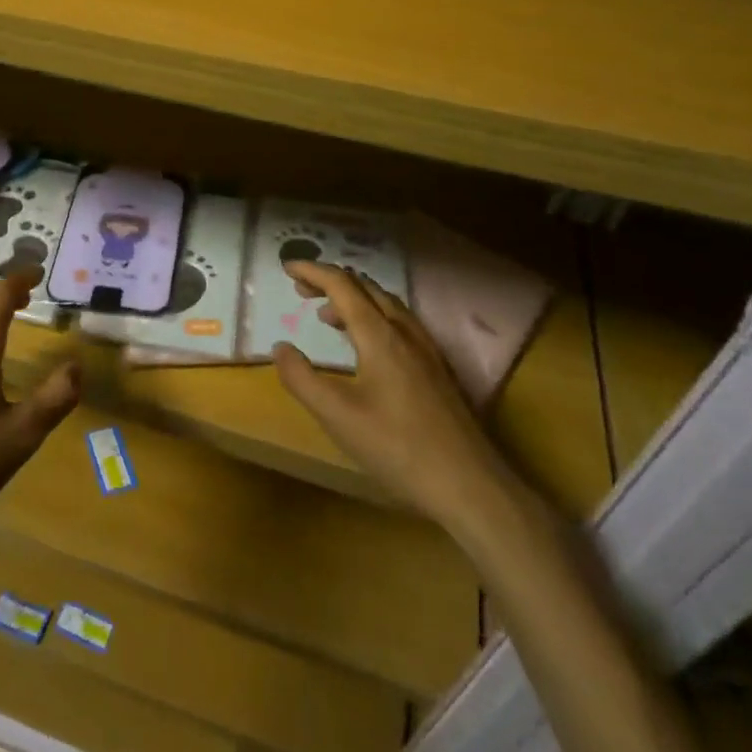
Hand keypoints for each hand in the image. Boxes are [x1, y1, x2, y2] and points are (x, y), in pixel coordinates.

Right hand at [275, 262, 512, 531]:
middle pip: (365, 287)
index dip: (312, 270)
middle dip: (330, 280)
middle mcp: (404, 331)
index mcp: (378, 334)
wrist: (471, 485)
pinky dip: (373, 316)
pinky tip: (368, 346)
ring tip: (328, 315)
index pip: (341, 284)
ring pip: (386, 303)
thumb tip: (280, 347)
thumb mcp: (337, 415)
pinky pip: (399, 322)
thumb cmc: (397, 447)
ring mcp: (426, 348)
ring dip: (353, 298)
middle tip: (301, 289)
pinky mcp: (437, 368)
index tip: (286, 267)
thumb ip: (302, 378)